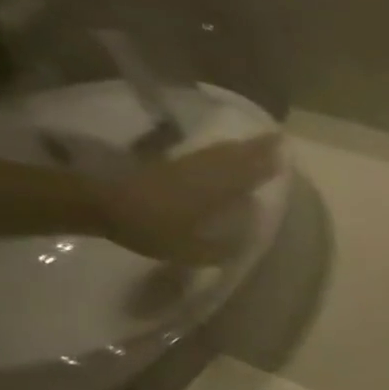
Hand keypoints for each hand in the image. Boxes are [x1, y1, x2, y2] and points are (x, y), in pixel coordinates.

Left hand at [95, 135, 281, 264]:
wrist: (103, 204)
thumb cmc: (152, 228)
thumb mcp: (192, 249)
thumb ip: (223, 244)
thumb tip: (250, 231)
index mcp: (215, 189)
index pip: (248, 172)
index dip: (267, 162)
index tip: (285, 150)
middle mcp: (205, 172)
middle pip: (236, 156)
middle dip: (258, 149)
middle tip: (277, 140)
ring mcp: (186, 165)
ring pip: (221, 153)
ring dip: (241, 147)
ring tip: (257, 144)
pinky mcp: (170, 165)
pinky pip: (206, 155)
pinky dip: (221, 152)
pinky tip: (223, 154)